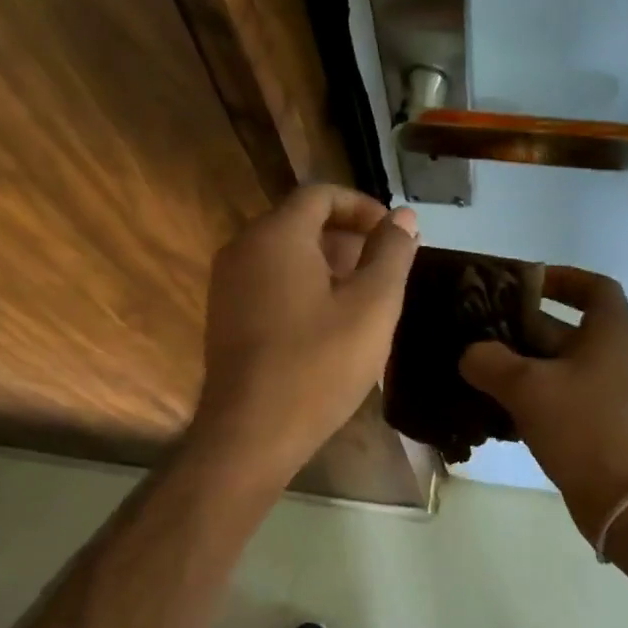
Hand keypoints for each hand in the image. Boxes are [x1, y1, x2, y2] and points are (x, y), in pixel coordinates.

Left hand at [188, 184, 418, 485]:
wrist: (251, 432)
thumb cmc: (318, 365)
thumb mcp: (372, 306)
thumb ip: (391, 253)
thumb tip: (403, 217)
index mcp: (276, 235)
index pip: (321, 194)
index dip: (363, 207)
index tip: (393, 235)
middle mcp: (243, 248)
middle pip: (300, 222)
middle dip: (347, 237)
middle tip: (385, 269)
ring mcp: (227, 284)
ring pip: (284, 254)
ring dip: (327, 264)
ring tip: (364, 298)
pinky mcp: (224, 316)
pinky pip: (268, 282)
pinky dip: (302, 286)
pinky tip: (329, 323)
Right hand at [460, 267, 627, 537]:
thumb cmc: (584, 427)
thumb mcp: (528, 387)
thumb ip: (491, 362)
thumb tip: (470, 354)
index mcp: (611, 333)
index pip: (594, 287)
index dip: (561, 278)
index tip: (523, 282)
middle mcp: (615, 358)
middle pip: (565, 329)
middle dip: (520, 327)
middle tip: (476, 330)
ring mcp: (609, 395)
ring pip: (557, 368)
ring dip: (519, 367)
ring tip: (475, 369)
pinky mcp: (599, 427)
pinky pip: (559, 400)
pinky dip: (529, 399)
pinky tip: (492, 411)